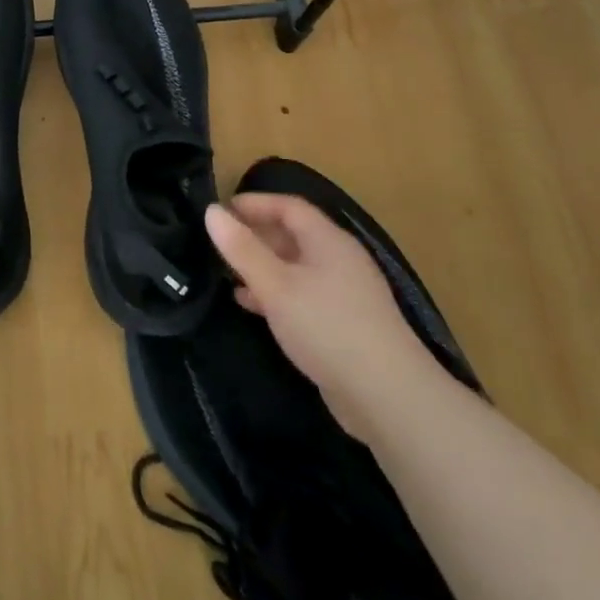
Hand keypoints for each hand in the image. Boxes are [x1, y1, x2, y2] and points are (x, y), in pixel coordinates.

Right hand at [205, 193, 441, 437]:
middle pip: (293, 234)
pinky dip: (275, 293)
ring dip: (262, 266)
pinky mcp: (343, 323)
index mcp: (328, 241)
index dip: (254, 203)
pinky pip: (302, 295)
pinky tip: (252, 306)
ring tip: (227, 274)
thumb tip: (211, 210)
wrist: (387, 396)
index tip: (219, 211)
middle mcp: (339, 259)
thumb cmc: (327, 327)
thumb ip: (242, 248)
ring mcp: (344, 293)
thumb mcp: (275, 285)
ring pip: (295, 266)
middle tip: (218, 243)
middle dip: (255, 234)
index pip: (288, 206)